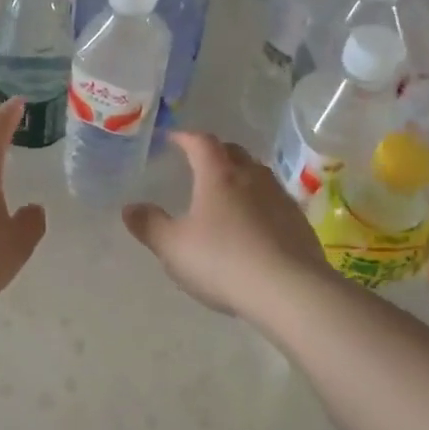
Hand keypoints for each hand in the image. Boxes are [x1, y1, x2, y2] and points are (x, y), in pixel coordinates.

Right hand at [123, 130, 326, 317]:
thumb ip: (149, 225)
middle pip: (233, 152)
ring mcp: (280, 199)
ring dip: (240, 176)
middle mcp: (252, 178)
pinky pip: (274, 202)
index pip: (201, 142)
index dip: (185, 137)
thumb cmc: (223, 261)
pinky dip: (259, 204)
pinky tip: (253, 226)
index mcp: (218, 176)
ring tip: (226, 193)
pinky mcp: (299, 224)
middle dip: (214, 152)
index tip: (173, 138)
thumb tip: (129, 207)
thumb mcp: (173, 247)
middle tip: (198, 162)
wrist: (290, 292)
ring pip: (258, 175)